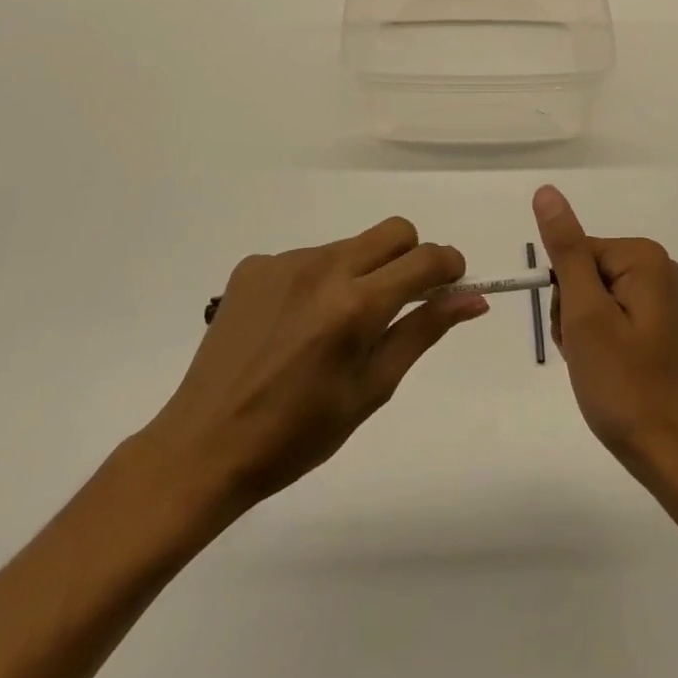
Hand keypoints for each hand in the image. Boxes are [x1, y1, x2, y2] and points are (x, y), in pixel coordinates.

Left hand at [142, 218, 487, 518]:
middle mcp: (324, 267)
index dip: (449, 266)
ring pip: (349, 246)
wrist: (204, 445)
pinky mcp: (254, 266)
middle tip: (398, 304)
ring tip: (333, 328)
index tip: (450, 286)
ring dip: (360, 273)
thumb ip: (423, 331)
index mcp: (357, 304)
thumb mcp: (372, 388)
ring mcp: (284, 261)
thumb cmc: (298, 434)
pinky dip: (316, 282)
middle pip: (394, 231)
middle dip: (411, 258)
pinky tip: (293, 326)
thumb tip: (473, 298)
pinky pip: (306, 258)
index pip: (426, 257)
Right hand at [533, 185, 677, 494]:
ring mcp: (662, 299)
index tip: (576, 334)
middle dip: (573, 314)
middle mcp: (658, 269)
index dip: (564, 295)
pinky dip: (600, 343)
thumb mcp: (586, 314)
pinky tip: (609, 372)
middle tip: (587, 355)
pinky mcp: (661, 326)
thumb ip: (565, 250)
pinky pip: (613, 317)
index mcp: (643, 258)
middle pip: (585, 273)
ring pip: (594, 298)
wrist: (676, 457)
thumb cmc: (626, 386)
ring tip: (598, 368)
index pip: (575, 253)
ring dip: (583, 332)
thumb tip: (547, 192)